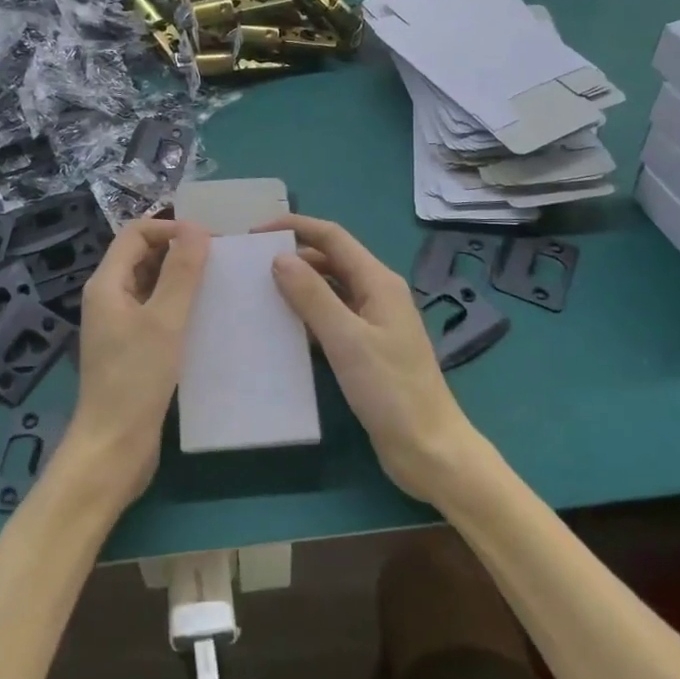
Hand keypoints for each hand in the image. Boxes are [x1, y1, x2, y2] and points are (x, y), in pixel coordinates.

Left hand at [65, 219, 209, 507]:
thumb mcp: (165, 321)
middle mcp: (108, 297)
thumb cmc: (136, 380)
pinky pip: (155, 311)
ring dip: (180, 277)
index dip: (171, 227)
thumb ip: (181, 272)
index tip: (209, 239)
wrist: (113, 447)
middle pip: (142, 255)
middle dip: (178, 249)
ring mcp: (118, 324)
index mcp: (107, 284)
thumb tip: (196, 229)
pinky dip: (178, 304)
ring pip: (150, 284)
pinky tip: (206, 315)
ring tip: (219, 282)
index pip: (136, 233)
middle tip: (220, 258)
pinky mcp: (131, 348)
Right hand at [263, 214, 480, 503]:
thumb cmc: (390, 391)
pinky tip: (282, 329)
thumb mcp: (346, 340)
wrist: (429, 450)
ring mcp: (373, 322)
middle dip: (293, 256)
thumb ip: (313, 296)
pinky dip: (307, 316)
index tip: (256, 233)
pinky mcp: (366, 349)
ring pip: (330, 290)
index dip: (295, 227)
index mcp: (379, 282)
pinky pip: (331, 319)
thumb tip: (280, 258)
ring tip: (258, 293)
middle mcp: (377, 294)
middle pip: (331, 260)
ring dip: (298, 286)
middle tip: (250, 267)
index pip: (333, 238)